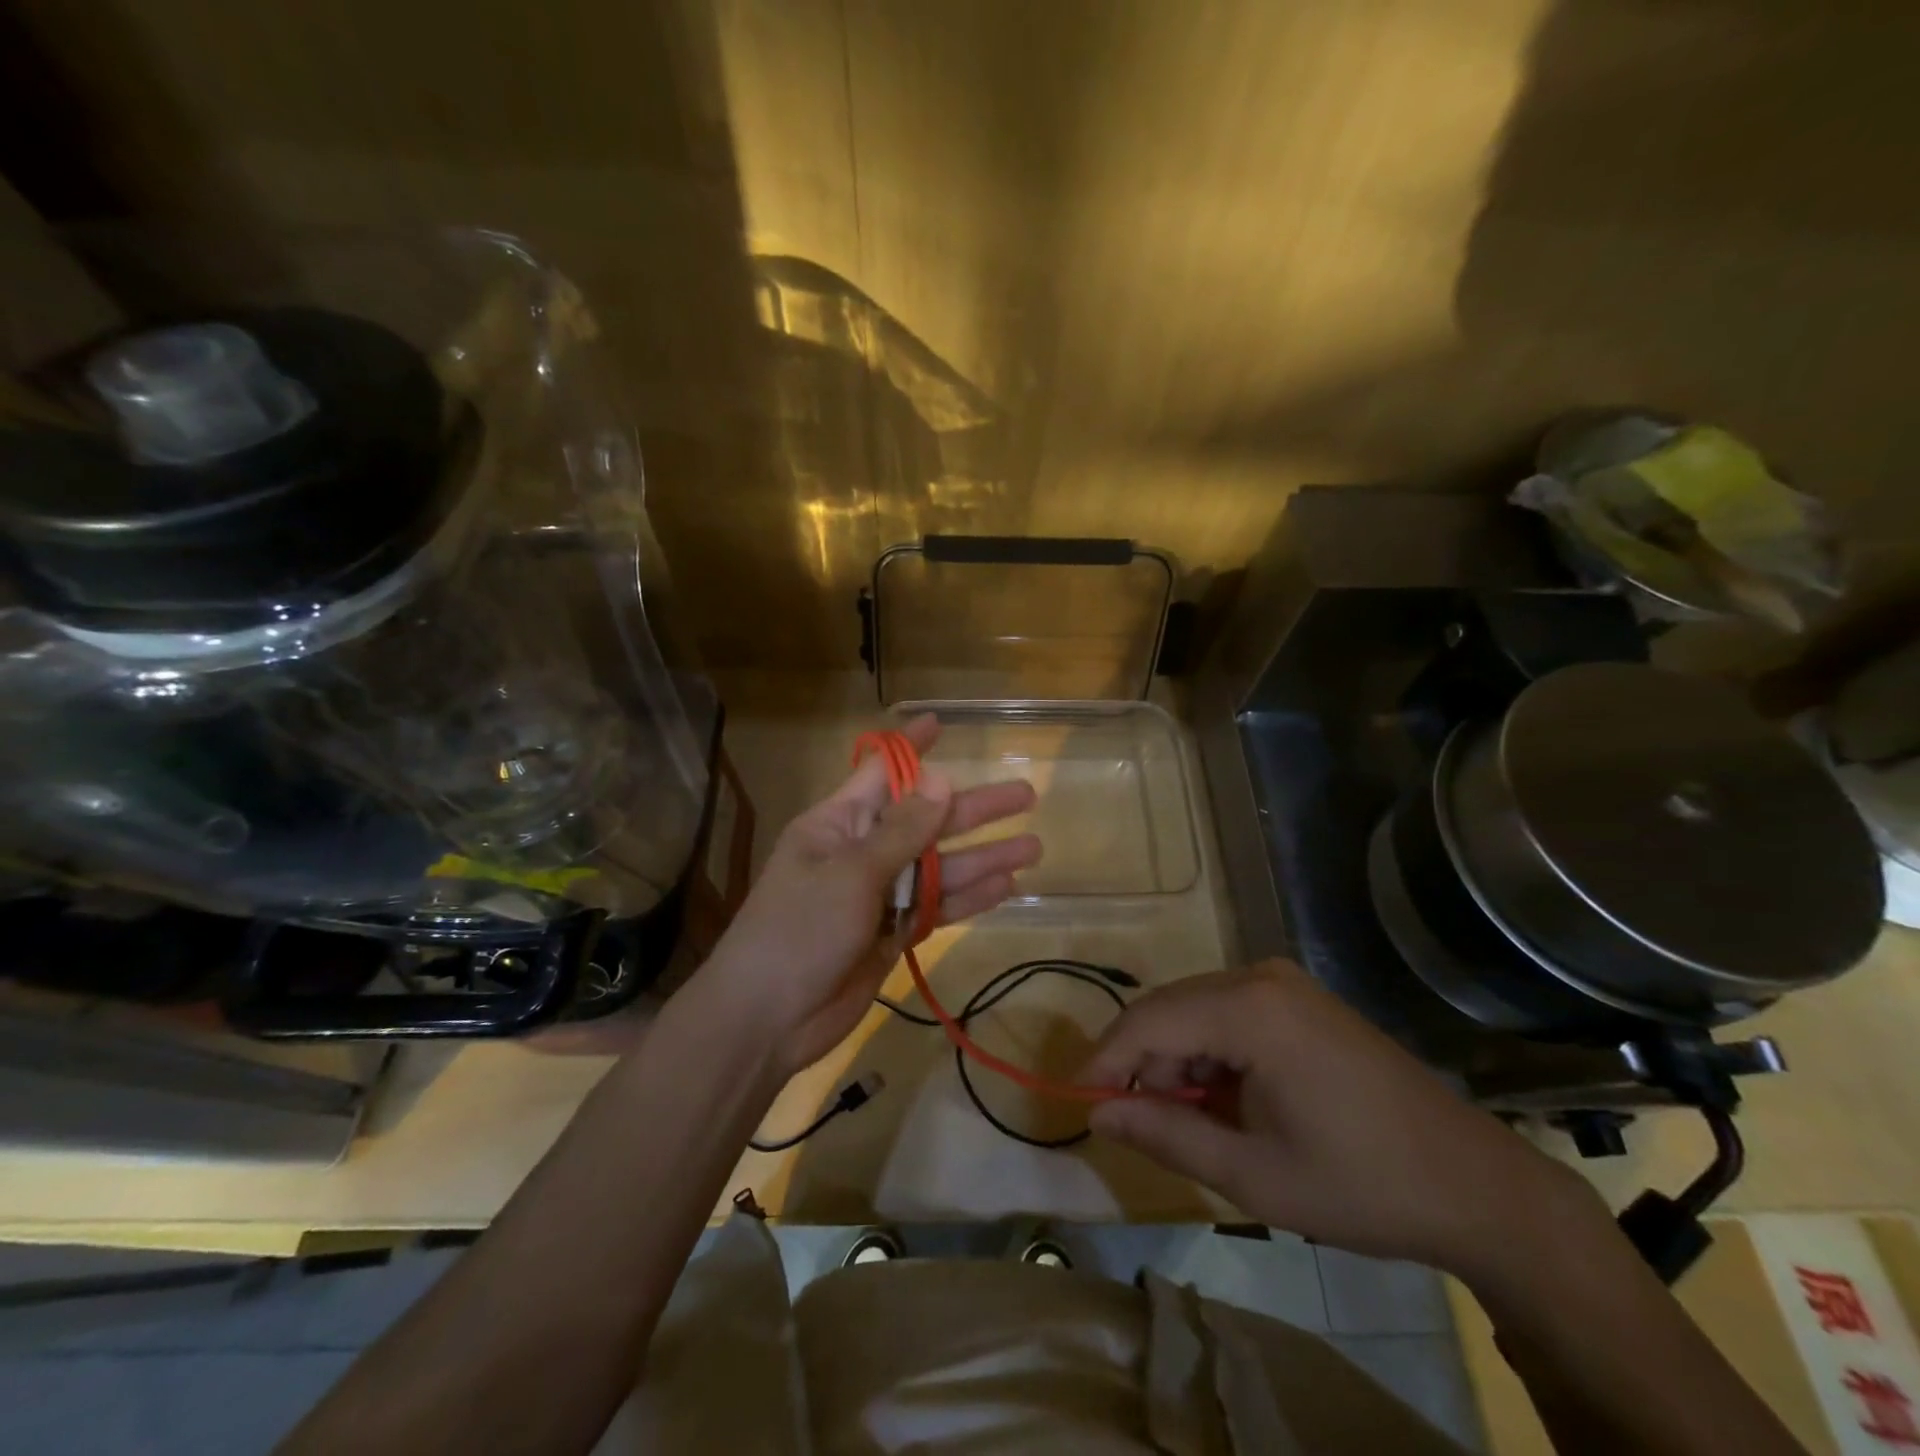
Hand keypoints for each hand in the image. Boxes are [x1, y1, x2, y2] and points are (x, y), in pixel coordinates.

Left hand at [700, 713, 1039, 1076]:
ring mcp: (880, 896)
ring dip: (983, 858)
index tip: (942, 724)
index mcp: (839, 823)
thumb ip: (902, 832)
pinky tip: (1005, 887)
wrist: (767, 1019)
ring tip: (1032, 848)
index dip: (913, 749)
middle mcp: (862, 852)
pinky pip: (938, 907)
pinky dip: (969, 898)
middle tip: (1026, 795)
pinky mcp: (893, 934)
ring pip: (939, 867)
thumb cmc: (799, 929)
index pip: (882, 773)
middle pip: (926, 821)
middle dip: (973, 809)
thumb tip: (941, 780)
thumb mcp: (851, 873)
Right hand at [1081, 961, 1597, 1274]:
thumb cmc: (1361, 1185)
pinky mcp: (1298, 997)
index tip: (1079, 1101)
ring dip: (1176, 1060)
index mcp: (1250, 1009)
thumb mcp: (1253, 1175)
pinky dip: (1209, 1052)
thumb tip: (1098, 1113)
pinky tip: (1223, 1098)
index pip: (1148, 1022)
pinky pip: (1227, 1012)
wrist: (1475, 1184)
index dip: (1106, 1060)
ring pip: (1194, 1009)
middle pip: (1169, 1009)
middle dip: (1143, 1063)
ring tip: (1189, 1121)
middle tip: (1135, 1123)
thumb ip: (1166, 1135)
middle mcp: (1260, 976)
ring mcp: (1283, 982)